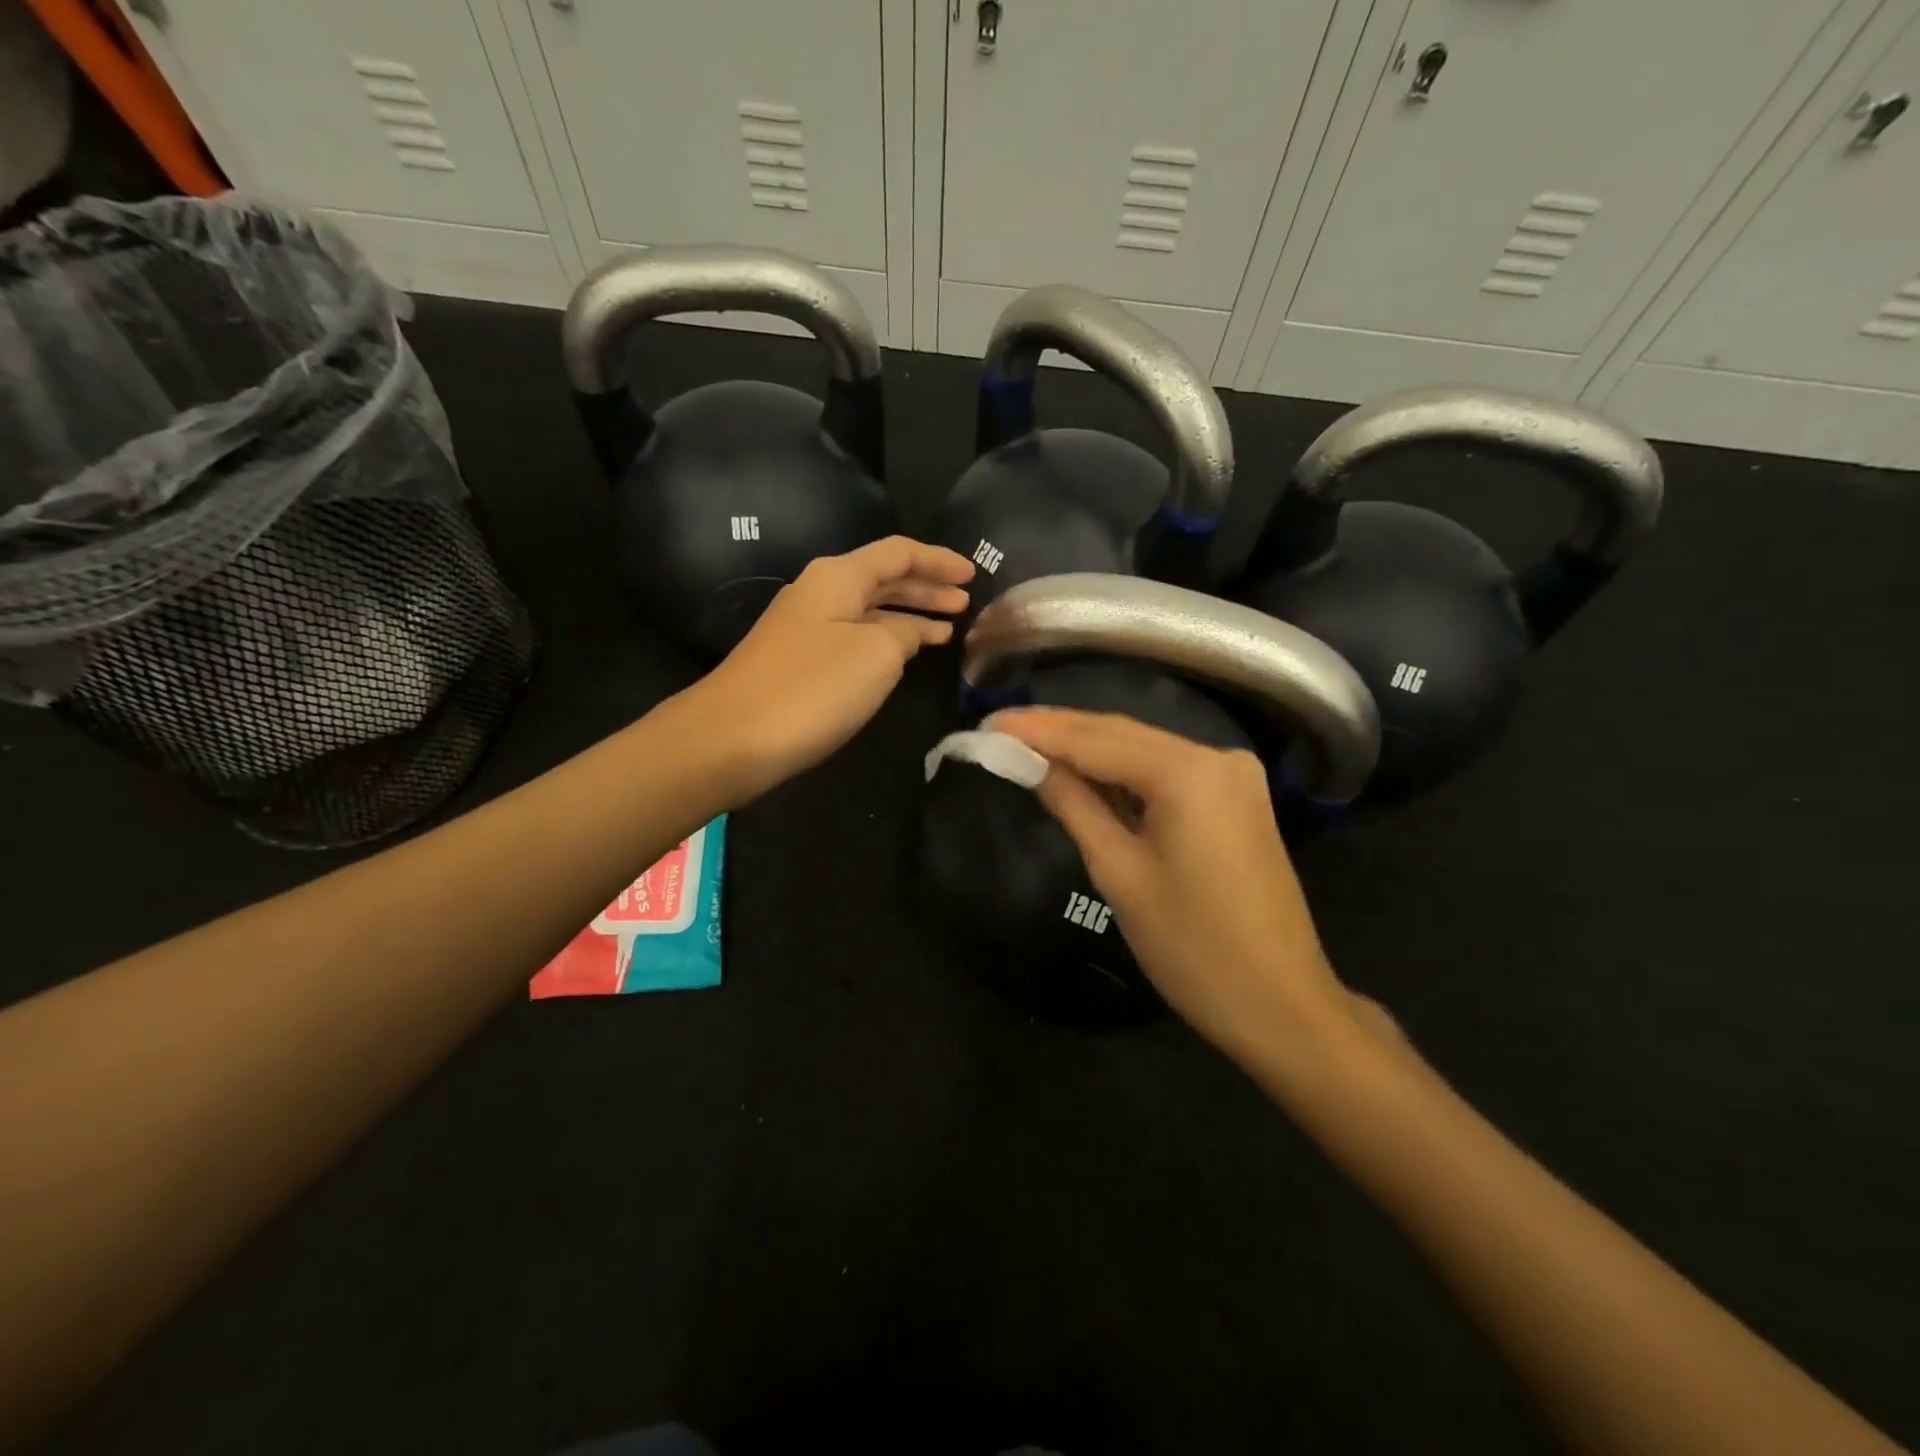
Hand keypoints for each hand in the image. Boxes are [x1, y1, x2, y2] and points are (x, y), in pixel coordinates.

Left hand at [695, 537, 972, 799]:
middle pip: (883, 578)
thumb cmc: (813, 688)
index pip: (899, 553)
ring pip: (870, 610)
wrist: (733, 737)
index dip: (939, 560)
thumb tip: (907, 632)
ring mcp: (806, 627)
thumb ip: (904, 633)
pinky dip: (886, 640)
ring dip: (909, 616)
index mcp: (839, 577)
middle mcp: (820, 592)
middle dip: (927, 588)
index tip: (973, 573)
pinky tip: (903, 656)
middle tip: (965, 603)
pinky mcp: (800, 660)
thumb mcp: (877, 654)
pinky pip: (855, 636)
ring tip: (947, 630)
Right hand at [993, 708, 1366, 1065]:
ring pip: (1143, 749)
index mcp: (1188, 772)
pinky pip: (1166, 772)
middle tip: (999, 727)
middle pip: (1121, 733)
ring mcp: (1232, 776)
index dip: (1037, 730)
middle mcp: (1216, 757)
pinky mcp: (1235, 798)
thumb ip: (1073, 804)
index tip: (988, 723)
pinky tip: (1082, 770)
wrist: (1281, 1004)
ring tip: (1027, 742)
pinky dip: (1122, 772)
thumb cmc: (1192, 947)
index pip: (1095, 739)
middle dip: (1059, 730)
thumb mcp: (1120, 873)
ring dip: (1087, 748)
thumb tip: (1030, 763)